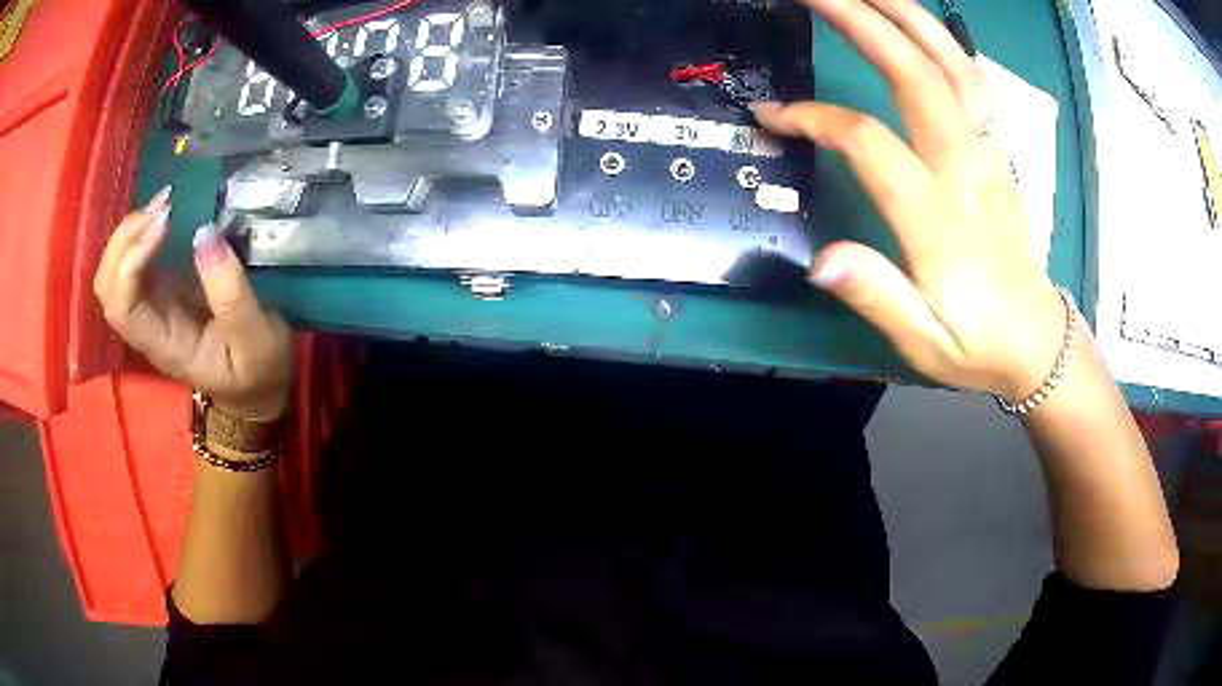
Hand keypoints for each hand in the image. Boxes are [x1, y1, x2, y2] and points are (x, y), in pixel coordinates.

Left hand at [93, 187, 293, 420]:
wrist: (257, 388)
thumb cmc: (258, 371)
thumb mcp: (256, 340)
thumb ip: (232, 294)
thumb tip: (204, 234)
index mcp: (164, 345)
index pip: (122, 308)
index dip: (131, 263)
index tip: (165, 226)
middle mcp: (147, 324)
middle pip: (108, 285)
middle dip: (126, 239)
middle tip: (163, 207)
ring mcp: (151, 305)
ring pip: (114, 270)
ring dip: (132, 231)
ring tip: (165, 203)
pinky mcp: (162, 288)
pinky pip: (133, 258)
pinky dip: (142, 231)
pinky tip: (166, 211)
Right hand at [754, 0, 1066, 401]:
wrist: (1037, 340)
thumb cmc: (979, 345)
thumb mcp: (925, 344)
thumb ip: (877, 298)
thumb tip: (821, 259)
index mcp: (942, 219)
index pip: (870, 143)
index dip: (816, 119)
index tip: (773, 115)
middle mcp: (967, 170)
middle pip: (916, 75)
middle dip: (862, 23)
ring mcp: (988, 153)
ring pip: (951, 65)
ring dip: (906, 16)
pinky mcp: (997, 149)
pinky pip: (971, 79)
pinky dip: (941, 40)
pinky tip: (915, 24)